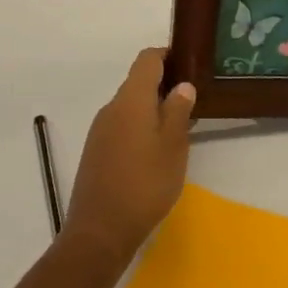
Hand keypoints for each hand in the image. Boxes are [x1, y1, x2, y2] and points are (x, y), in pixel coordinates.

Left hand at [61, 48, 195, 270]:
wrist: (99, 231)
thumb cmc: (144, 184)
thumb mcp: (173, 147)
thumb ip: (178, 111)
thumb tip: (182, 85)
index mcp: (131, 99)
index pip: (147, 59)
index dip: (168, 55)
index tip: (189, 64)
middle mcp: (111, 107)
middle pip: (138, 82)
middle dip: (164, 86)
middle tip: (192, 102)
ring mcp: (100, 130)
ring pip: (130, 106)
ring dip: (152, 109)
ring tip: (179, 129)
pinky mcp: (96, 151)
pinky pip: (121, 126)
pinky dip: (140, 127)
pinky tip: (155, 152)